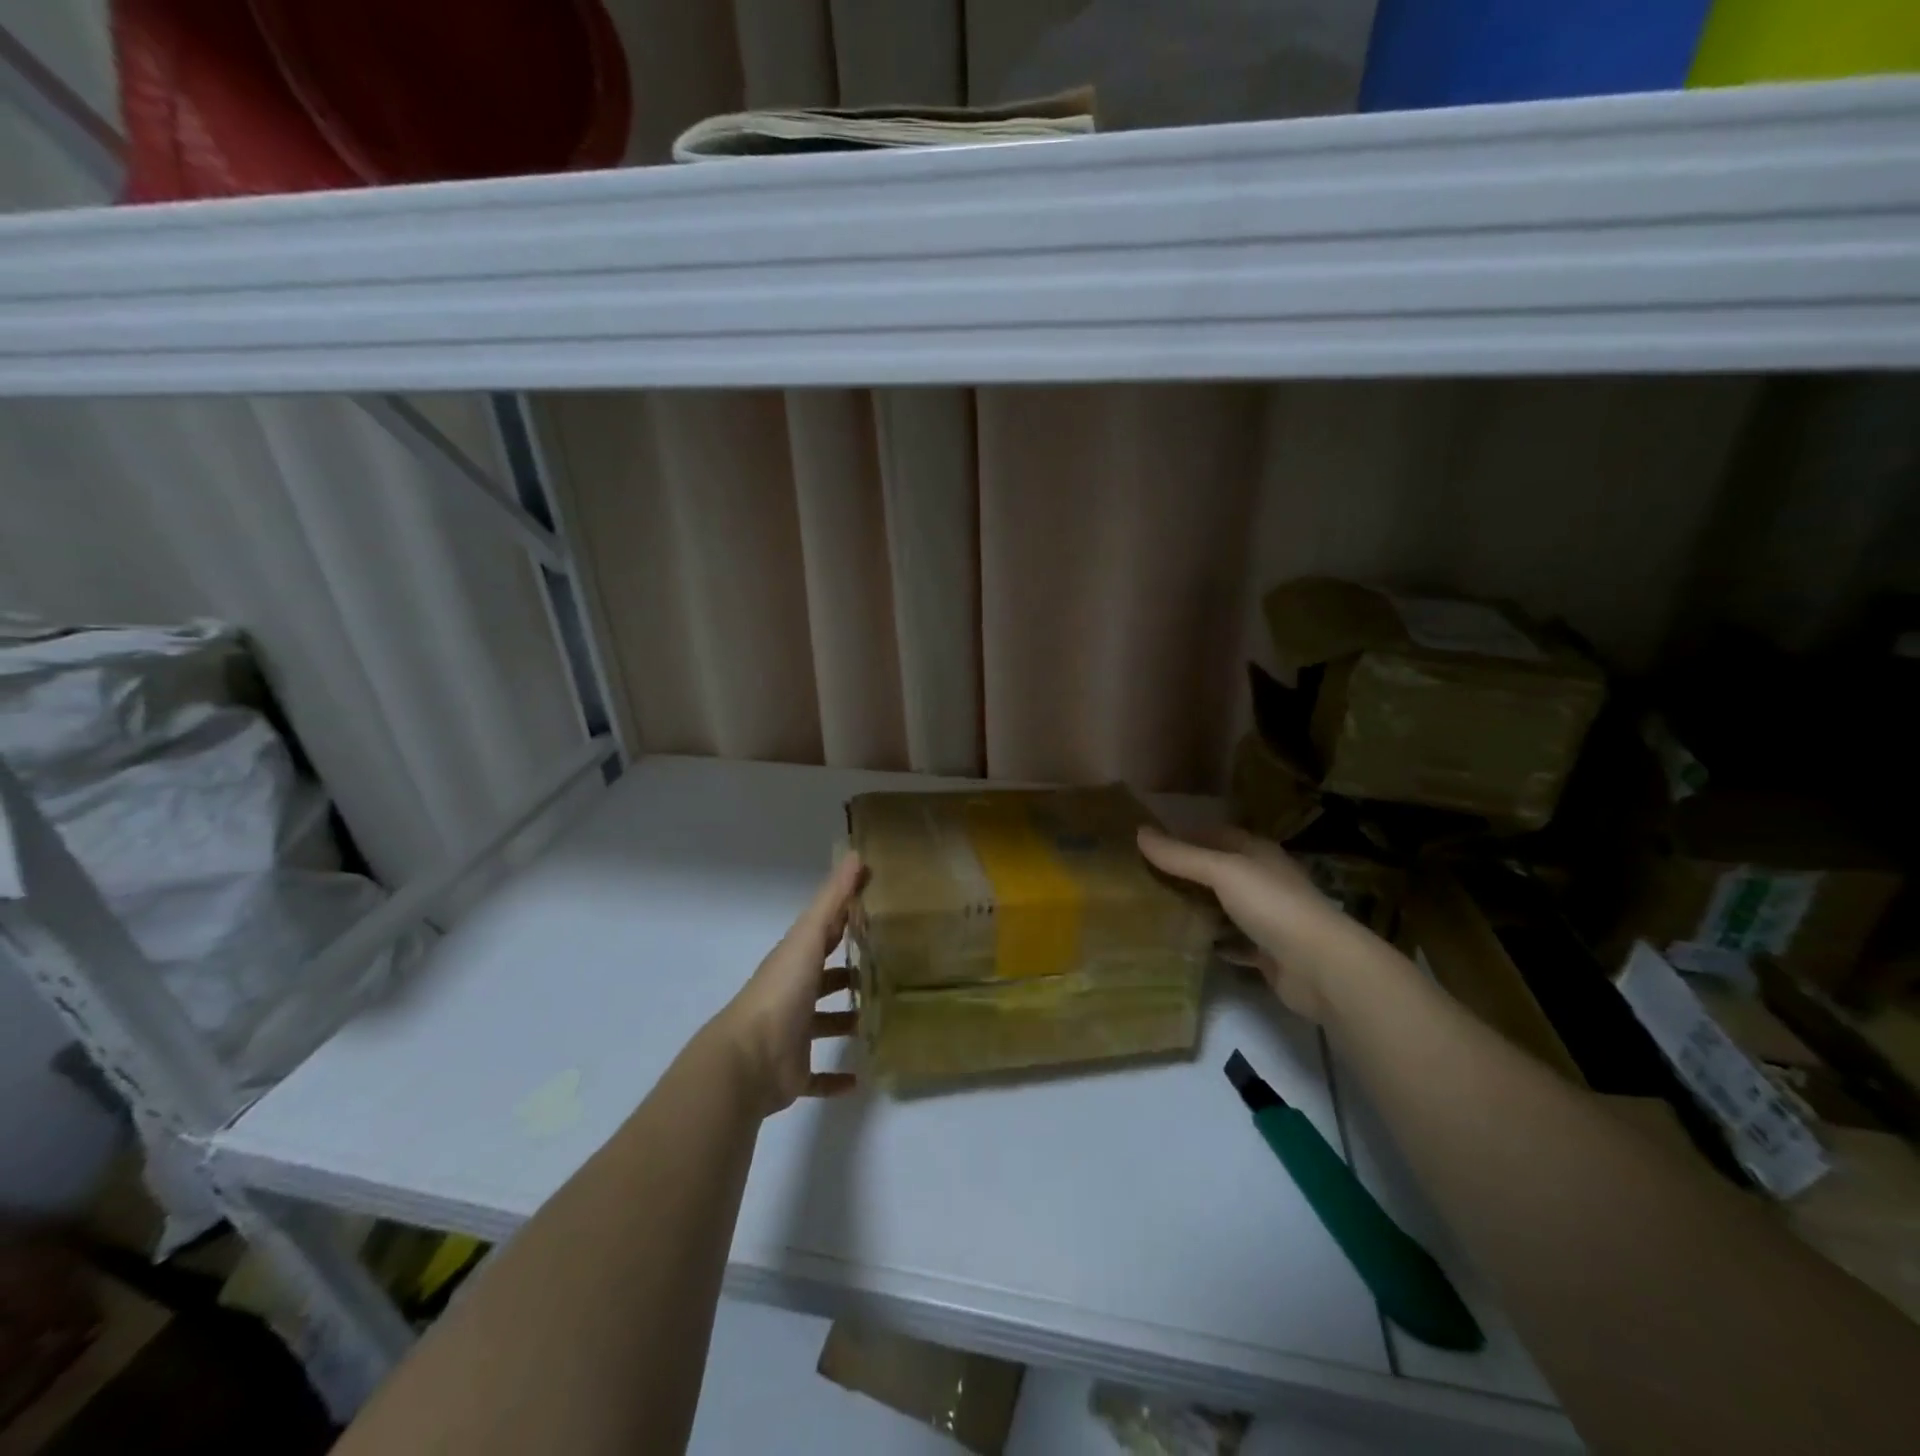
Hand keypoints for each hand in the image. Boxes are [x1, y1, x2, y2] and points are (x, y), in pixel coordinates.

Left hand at [714, 854, 863, 1115]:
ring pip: (824, 1025)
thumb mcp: (808, 938)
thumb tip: (855, 854)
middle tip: (889, 971)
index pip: (822, 935)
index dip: (845, 922)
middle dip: (849, 975)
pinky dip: (837, 1078)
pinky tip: (861, 1077)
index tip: (877, 913)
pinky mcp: (795, 1072)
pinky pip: (819, 1075)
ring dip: (846, 1022)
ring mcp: (793, 1035)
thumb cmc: (781, 993)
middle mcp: (793, 995)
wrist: (747, 1060)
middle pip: (824, 980)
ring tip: (881, 1019)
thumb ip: (832, 900)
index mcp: (794, 962)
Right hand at [1137, 825, 1352, 1019]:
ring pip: (1224, 907)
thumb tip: (1139, 831)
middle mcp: (1264, 880)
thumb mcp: (1222, 871)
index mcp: (1257, 853)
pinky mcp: (1267, 952)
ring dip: (1197, 907)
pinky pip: (1232, 942)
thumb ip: (1181, 855)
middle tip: (1143, 877)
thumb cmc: (1272, 905)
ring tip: (1155, 908)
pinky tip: (1186, 943)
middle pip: (1218, 871)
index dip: (1185, 835)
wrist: (1321, 967)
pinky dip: (1212, 941)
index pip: (1216, 834)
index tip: (1148, 842)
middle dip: (1186, 873)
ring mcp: (1268, 918)